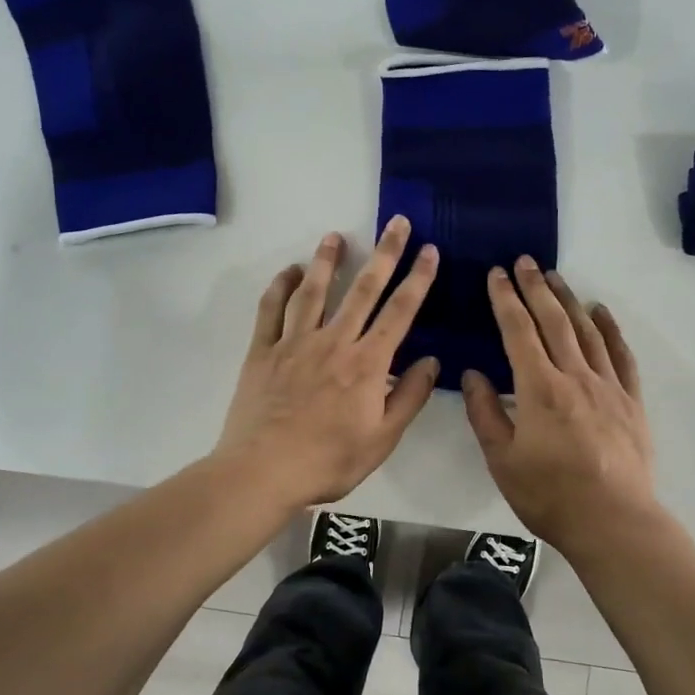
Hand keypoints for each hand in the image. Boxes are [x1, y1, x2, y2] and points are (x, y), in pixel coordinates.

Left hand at [216, 218, 440, 507]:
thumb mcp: (382, 438)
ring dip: (326, 260)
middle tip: (396, 222)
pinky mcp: (262, 352)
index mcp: (367, 364)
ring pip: (313, 291)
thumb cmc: (329, 461)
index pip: (400, 312)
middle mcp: (333, 342)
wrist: (263, 472)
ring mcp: (294, 343)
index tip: (429, 250)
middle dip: (384, 254)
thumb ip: (409, 397)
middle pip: (363, 290)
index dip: (418, 279)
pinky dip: (279, 287)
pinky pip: (271, 311)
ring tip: (335, 235)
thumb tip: (431, 360)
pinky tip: (288, 271)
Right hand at [463, 257, 658, 553]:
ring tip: (554, 277)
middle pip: (553, 321)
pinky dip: (609, 329)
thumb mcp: (502, 460)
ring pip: (586, 331)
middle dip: (535, 288)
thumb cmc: (549, 495)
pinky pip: (621, 355)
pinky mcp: (631, 401)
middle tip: (524, 261)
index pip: (518, 332)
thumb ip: (485, 413)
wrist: (613, 521)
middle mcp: (575, 376)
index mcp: (539, 389)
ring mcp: (608, 386)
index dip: (505, 300)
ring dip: (568, 300)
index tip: (496, 274)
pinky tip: (601, 312)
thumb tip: (472, 374)